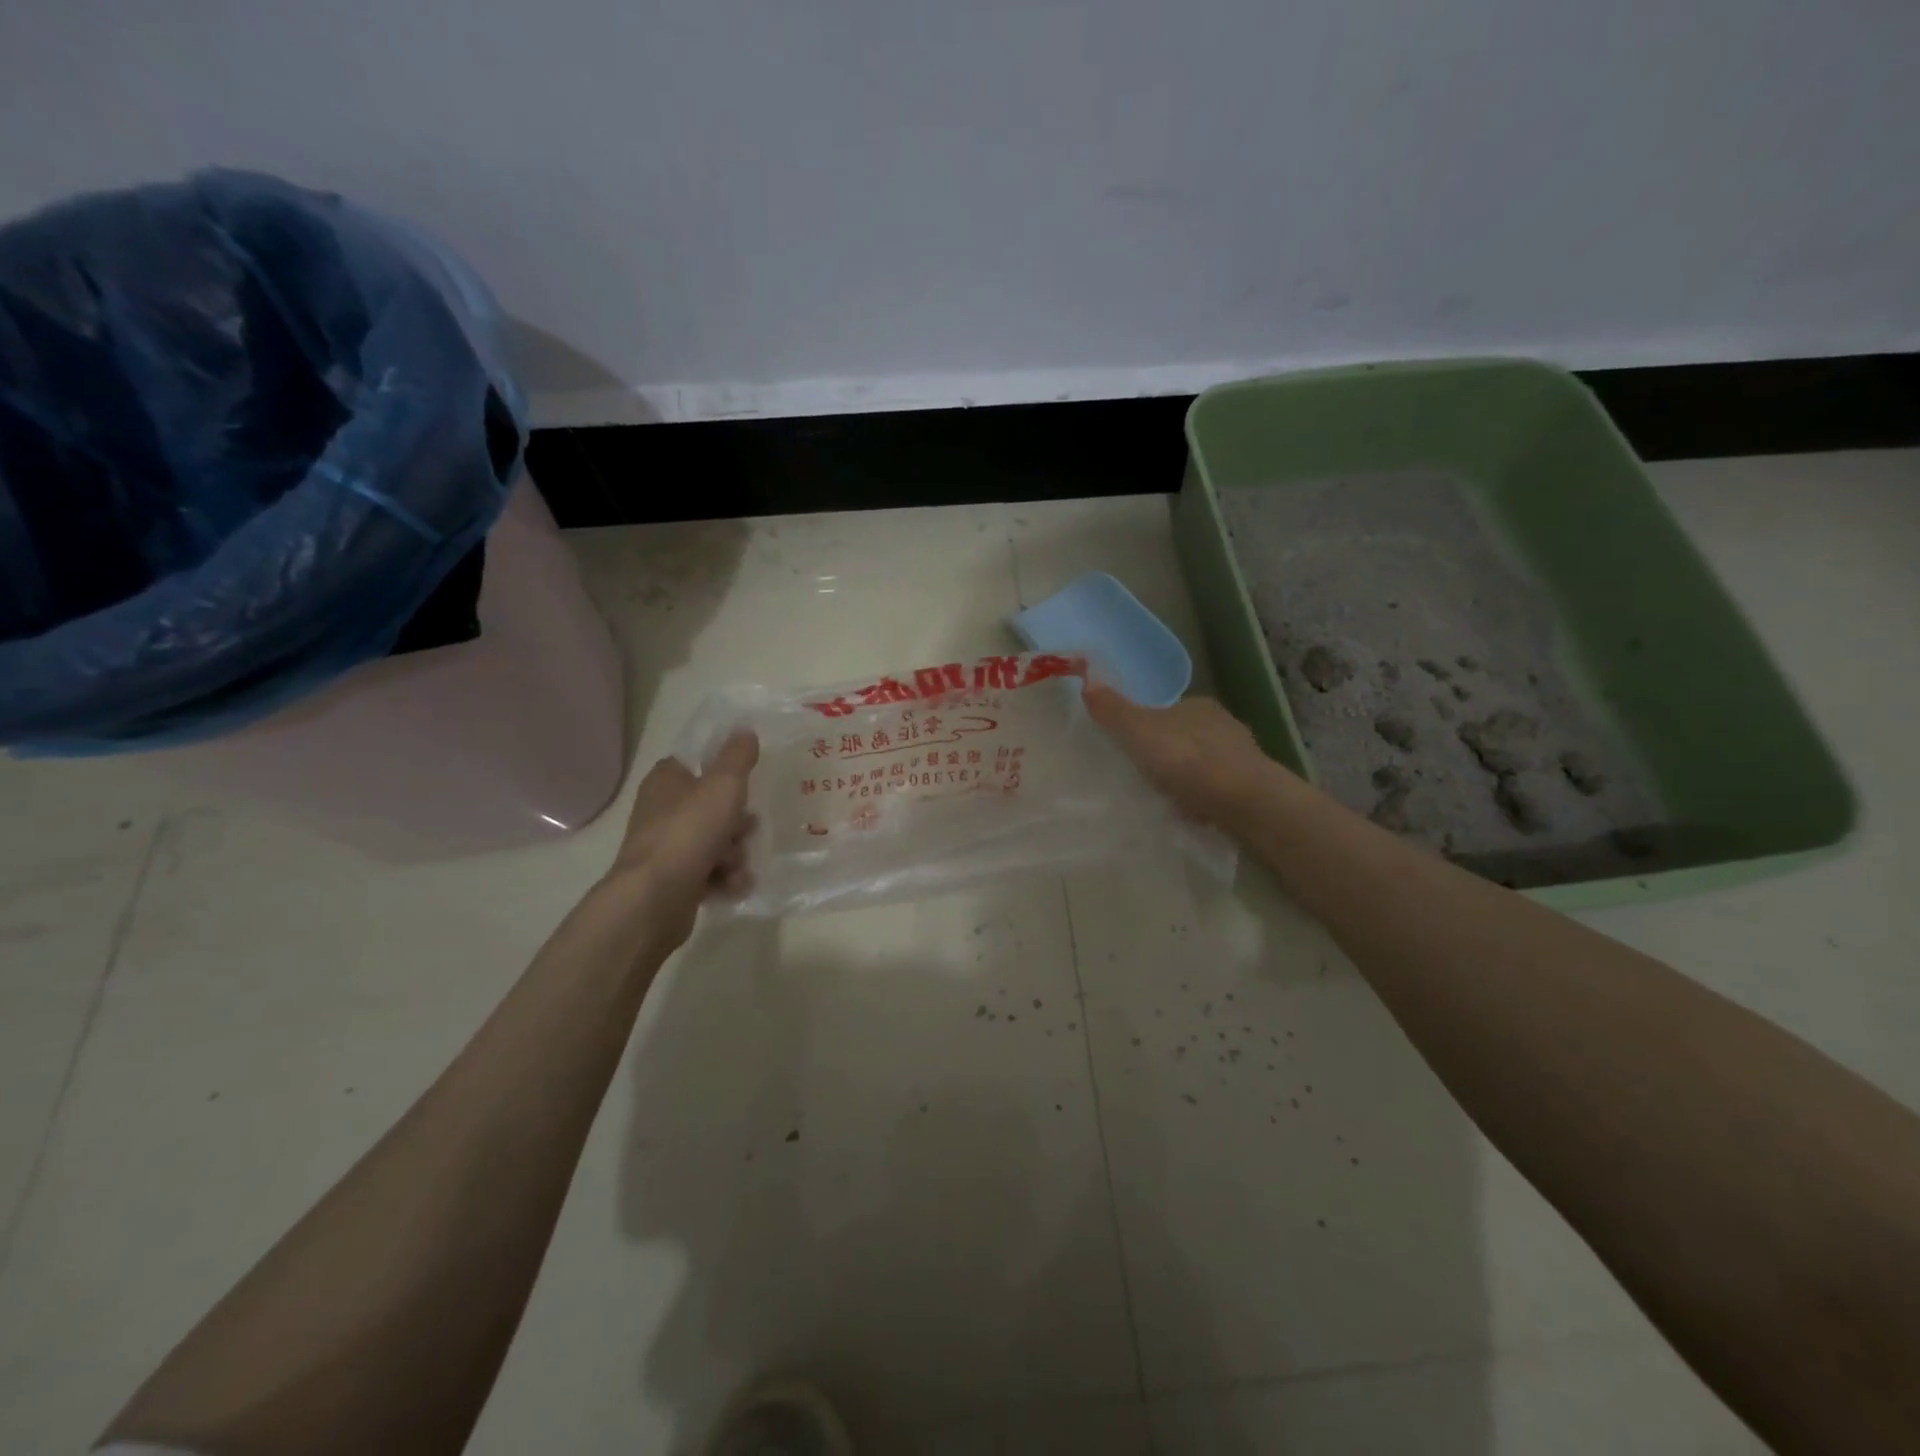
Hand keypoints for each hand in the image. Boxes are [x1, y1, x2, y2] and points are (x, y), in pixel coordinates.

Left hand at [601, 730, 758, 946]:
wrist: (656, 898)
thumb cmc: (690, 831)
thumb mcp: (723, 785)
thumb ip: (737, 757)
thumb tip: (744, 730)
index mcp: (665, 781)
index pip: (694, 764)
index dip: (722, 773)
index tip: (745, 784)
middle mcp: (660, 811)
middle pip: (710, 808)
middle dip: (736, 823)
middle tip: (747, 829)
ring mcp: (665, 848)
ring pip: (714, 842)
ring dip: (734, 854)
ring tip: (738, 866)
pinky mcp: (671, 880)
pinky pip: (708, 873)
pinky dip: (724, 879)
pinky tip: (734, 886)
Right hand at [1084, 684, 1287, 829]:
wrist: (1244, 801)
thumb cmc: (1187, 759)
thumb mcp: (1137, 731)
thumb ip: (1113, 710)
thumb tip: (1088, 682)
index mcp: (1197, 705)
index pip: (1167, 710)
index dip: (1147, 726)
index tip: (1130, 749)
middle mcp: (1223, 724)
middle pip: (1185, 736)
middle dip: (1167, 754)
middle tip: (1142, 776)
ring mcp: (1242, 757)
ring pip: (1203, 764)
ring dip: (1186, 777)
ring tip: (1163, 798)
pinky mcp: (1252, 788)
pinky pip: (1217, 789)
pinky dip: (1203, 798)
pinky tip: (1190, 814)